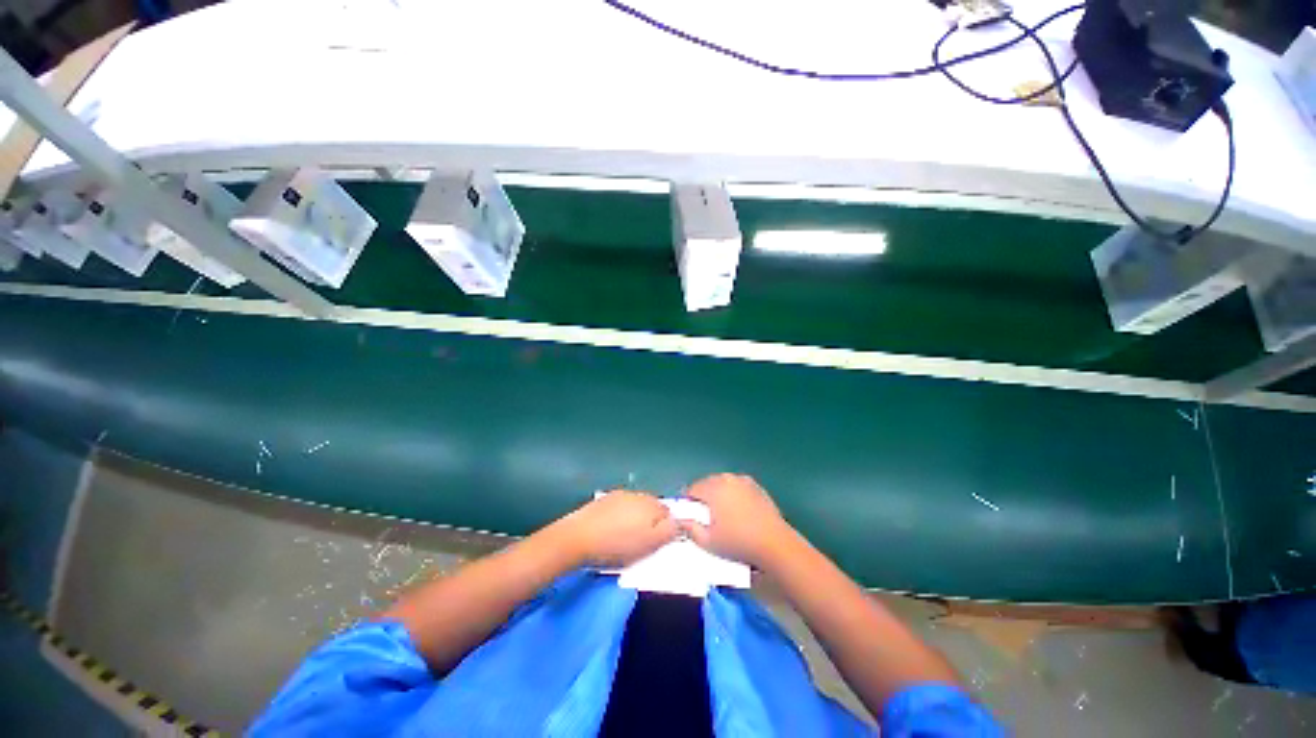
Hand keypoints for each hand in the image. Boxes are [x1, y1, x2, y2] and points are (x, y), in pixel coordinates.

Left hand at [556, 491, 678, 567]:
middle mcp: (639, 494)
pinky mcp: (604, 501)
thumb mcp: (650, 544)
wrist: (578, 538)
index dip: (667, 528)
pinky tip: (613, 530)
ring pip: (636, 507)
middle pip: (653, 507)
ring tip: (627, 537)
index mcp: (652, 504)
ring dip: (636, 518)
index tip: (660, 543)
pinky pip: (620, 508)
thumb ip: (670, 531)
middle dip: (652, 522)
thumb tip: (681, 522)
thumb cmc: (618, 545)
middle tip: (644, 542)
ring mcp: (620, 495)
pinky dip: (621, 517)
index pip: (670, 512)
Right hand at [680, 474, 793, 566]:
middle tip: (704, 516)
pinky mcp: (756, 487)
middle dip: (703, 496)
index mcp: (713, 488)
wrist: (774, 544)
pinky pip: (738, 487)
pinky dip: (733, 494)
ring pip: (723, 483)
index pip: (693, 489)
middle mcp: (727, 479)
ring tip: (721, 513)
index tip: (689, 515)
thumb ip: (690, 529)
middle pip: (707, 483)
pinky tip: (738, 511)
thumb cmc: (738, 543)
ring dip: (718, 493)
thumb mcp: (708, 542)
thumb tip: (680, 521)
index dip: (688, 501)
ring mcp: (744, 481)